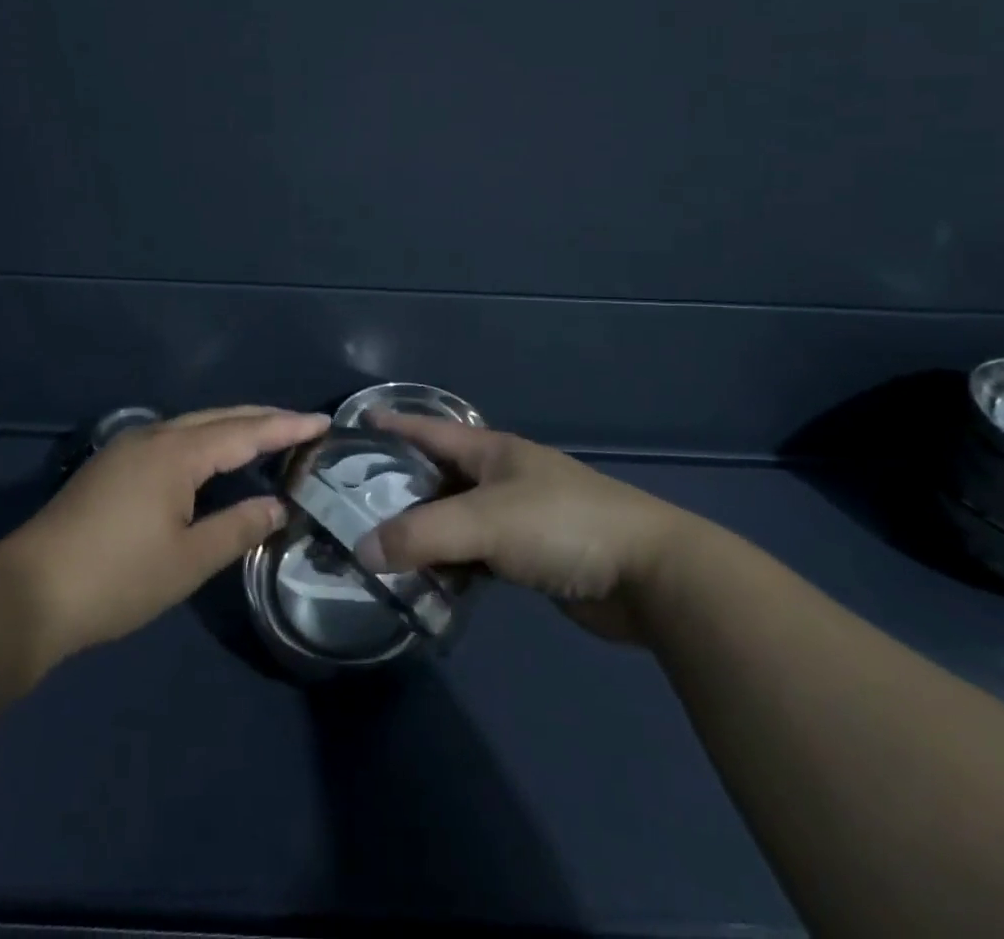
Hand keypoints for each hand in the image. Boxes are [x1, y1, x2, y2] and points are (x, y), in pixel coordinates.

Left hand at [0, 406, 327, 664]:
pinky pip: (173, 438)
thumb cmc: (116, 578)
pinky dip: (205, 441)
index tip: (323, 422)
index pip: (245, 431)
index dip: (286, 427)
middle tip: (301, 425)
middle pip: (219, 417)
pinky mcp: (112, 466)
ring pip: (193, 425)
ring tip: (267, 436)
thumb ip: (238, 528)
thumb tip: (277, 506)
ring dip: (232, 427)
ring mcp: (128, 448)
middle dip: (263, 418)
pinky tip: (212, 459)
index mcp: (176, 452)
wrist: (27, 593)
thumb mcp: (188, 561)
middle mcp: (154, 436)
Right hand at [357, 413, 708, 641]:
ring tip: (380, 546)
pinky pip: (478, 553)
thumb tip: (363, 551)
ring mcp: (519, 516)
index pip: (431, 429)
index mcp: (492, 451)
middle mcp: (502, 477)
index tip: (358, 422)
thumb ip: (421, 536)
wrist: (650, 574)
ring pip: (457, 519)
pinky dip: (453, 563)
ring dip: (425, 532)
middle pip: (440, 477)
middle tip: (352, 501)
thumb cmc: (562, 526)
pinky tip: (430, 580)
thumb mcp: (485, 523)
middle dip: (400, 486)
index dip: (395, 424)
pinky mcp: (532, 555)